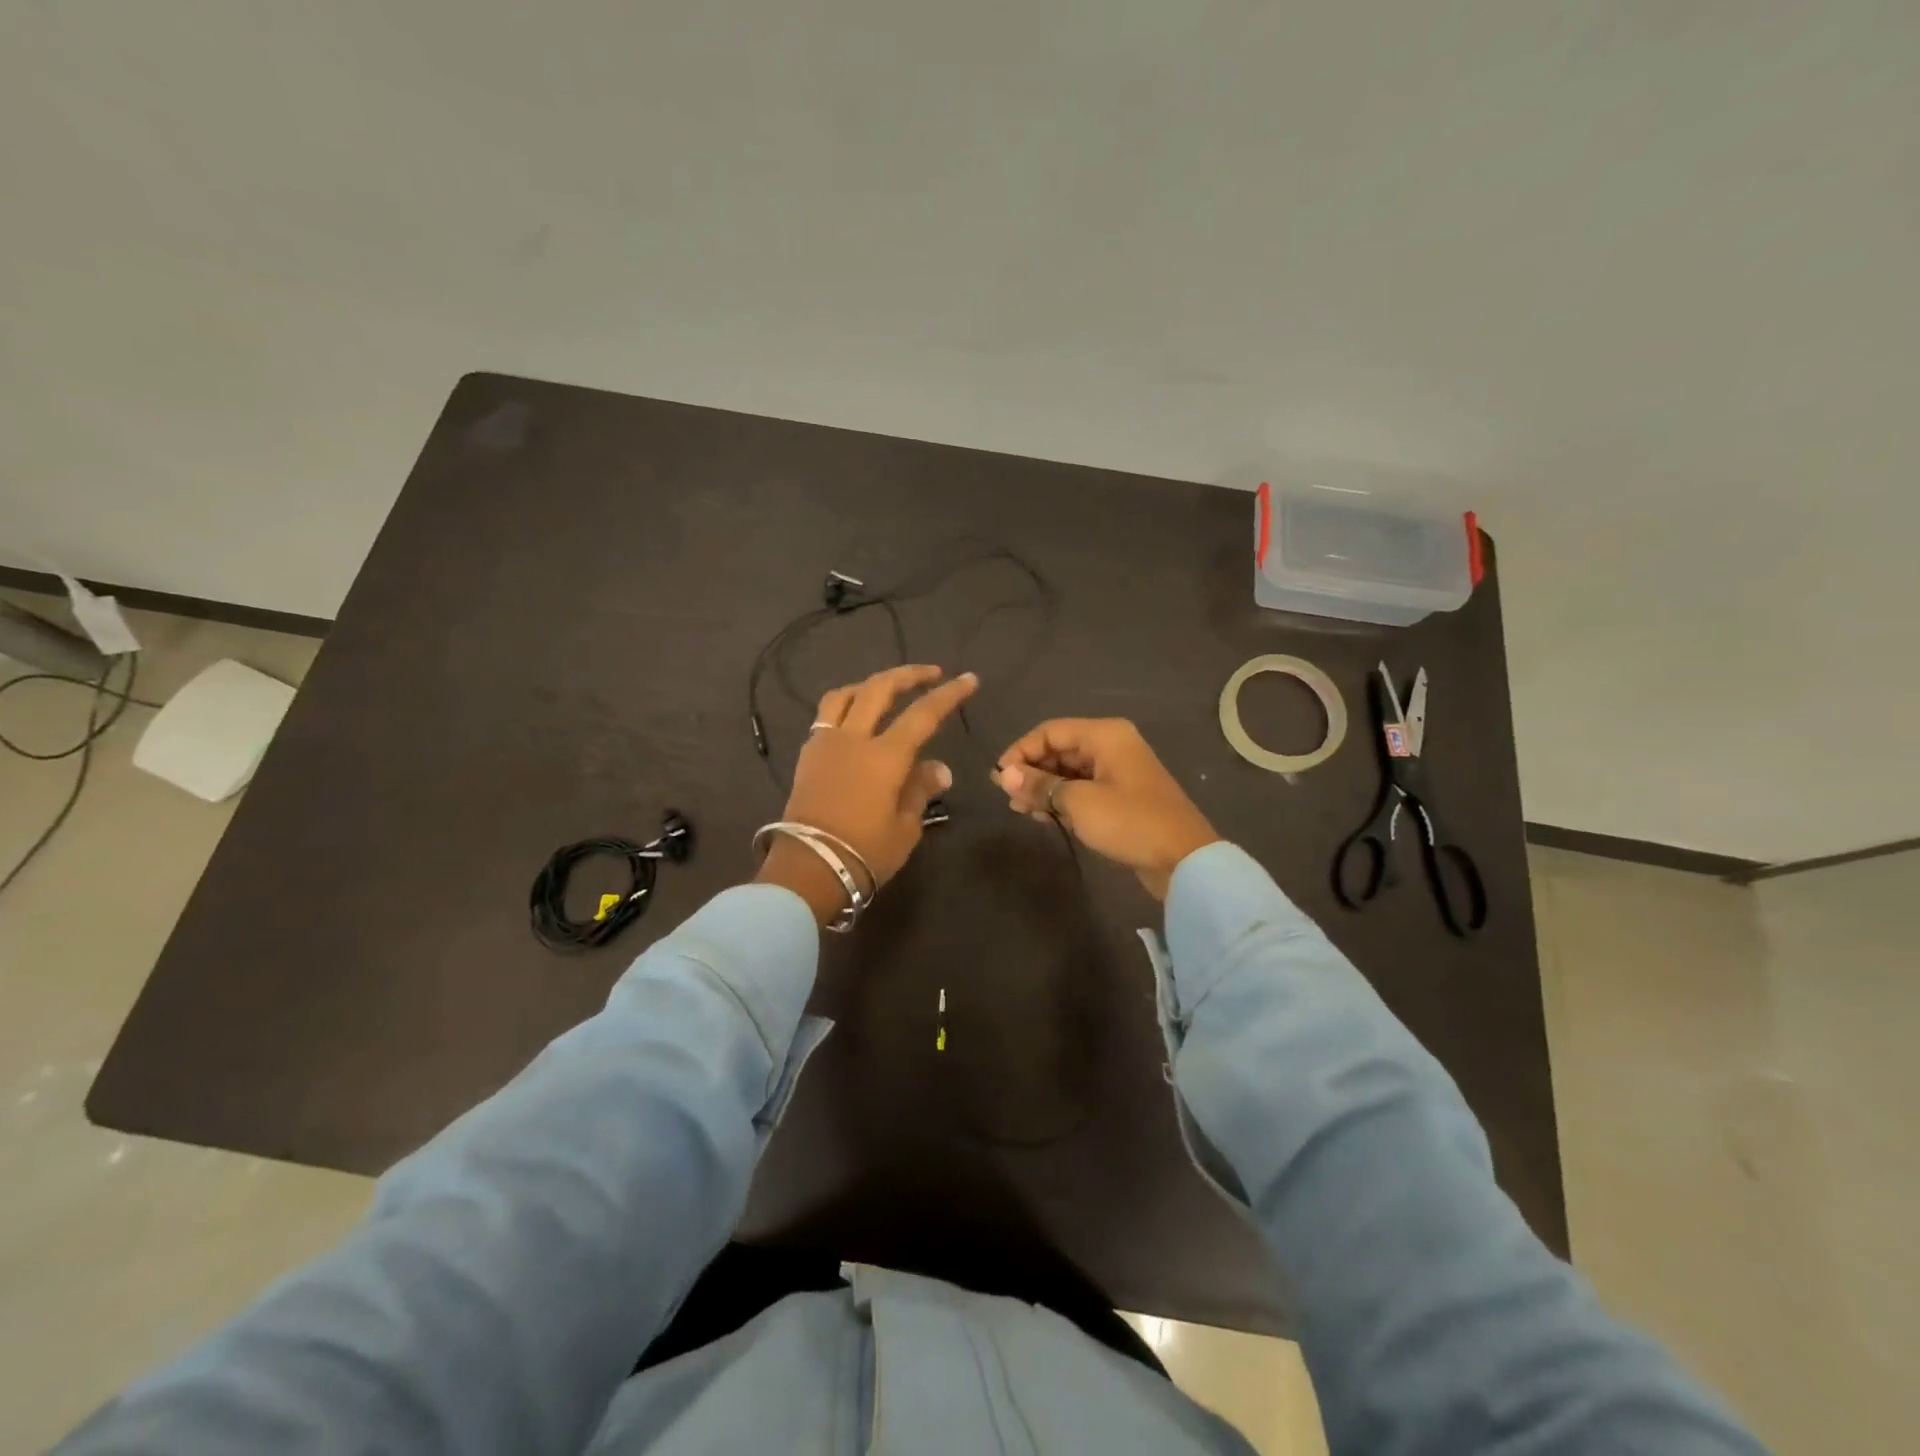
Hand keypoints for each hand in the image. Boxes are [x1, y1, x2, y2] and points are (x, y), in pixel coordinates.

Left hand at [757, 665, 978, 923]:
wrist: (808, 869)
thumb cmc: (864, 853)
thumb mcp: (905, 827)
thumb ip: (920, 790)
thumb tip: (940, 768)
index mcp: (885, 756)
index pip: (923, 714)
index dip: (948, 694)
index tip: (968, 679)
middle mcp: (854, 738)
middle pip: (880, 689)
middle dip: (909, 675)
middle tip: (931, 673)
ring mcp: (825, 743)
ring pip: (846, 695)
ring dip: (871, 684)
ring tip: (887, 688)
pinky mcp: (807, 755)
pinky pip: (826, 715)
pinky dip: (846, 705)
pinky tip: (855, 717)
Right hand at [993, 718, 1218, 900]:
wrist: (1183, 859)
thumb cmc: (1129, 822)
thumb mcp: (1079, 802)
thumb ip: (1040, 785)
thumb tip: (1004, 775)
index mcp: (1105, 735)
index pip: (1050, 731)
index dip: (1021, 751)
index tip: (999, 777)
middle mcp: (1112, 746)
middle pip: (1060, 749)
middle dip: (1031, 770)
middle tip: (1008, 796)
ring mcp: (1119, 772)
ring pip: (1070, 771)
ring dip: (1044, 787)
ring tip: (1020, 809)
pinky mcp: (1122, 797)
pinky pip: (1083, 788)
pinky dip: (1062, 799)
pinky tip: (1043, 816)